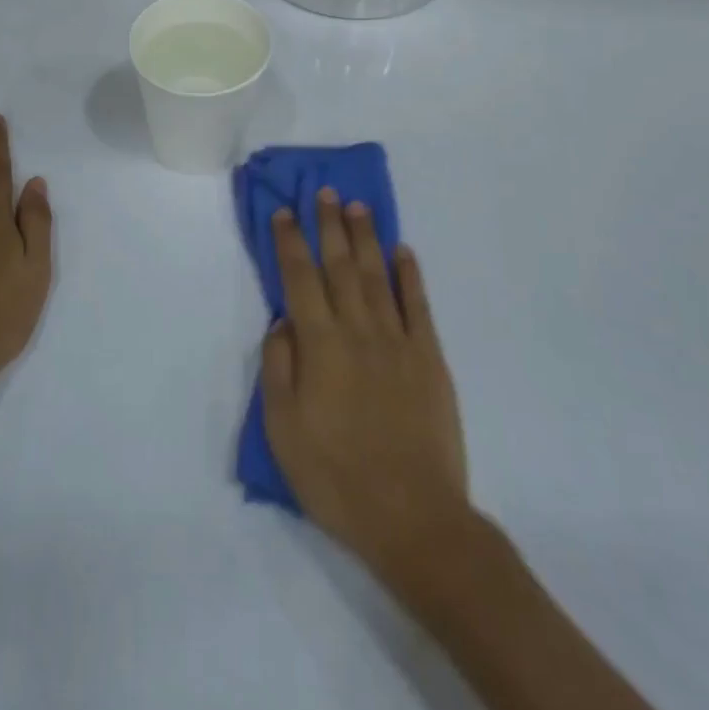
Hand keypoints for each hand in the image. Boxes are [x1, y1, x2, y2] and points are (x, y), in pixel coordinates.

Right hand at [261, 189, 469, 571]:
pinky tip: (403, 251)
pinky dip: (410, 274)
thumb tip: (283, 321)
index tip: (284, 212)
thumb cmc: (336, 477)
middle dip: (329, 225)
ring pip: (377, 276)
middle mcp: (358, 331)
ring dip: (366, 238)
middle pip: (340, 265)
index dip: (290, 242)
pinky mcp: (430, 359)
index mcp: (320, 346)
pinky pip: (418, 305)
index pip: (299, 279)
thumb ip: (278, 367)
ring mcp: (398, 341)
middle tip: (324, 192)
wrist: (413, 518)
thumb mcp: (283, 429)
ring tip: (358, 206)